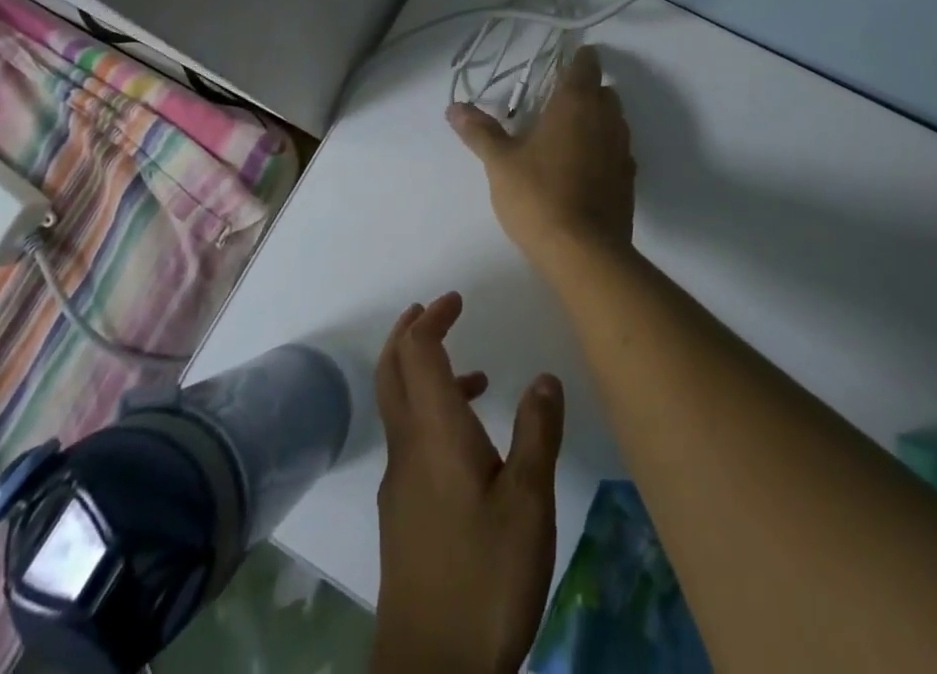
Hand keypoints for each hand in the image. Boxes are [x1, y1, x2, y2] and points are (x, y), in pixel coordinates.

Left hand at [373, 292, 564, 673]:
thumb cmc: (484, 578)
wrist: (431, 673)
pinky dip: (431, 415)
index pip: (417, 352)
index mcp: (434, 433)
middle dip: (410, 333)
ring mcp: (400, 484)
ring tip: (475, 376)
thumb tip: (544, 377)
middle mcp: (408, 448)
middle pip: (392, 371)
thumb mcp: (528, 504)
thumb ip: (537, 433)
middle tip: (437, 311)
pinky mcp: (403, 516)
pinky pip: (410, 440)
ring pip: (399, 407)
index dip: (432, 318)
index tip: (455, 299)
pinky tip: (471, 446)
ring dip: (424, 374)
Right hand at [447, 44, 635, 271]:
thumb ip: (480, 131)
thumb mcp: (500, 162)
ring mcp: (622, 150)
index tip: (563, 63)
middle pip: (604, 92)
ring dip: (597, 120)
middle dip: (586, 91)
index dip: (578, 59)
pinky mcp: (629, 180)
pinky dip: (604, 151)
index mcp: (576, 103)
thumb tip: (454, 107)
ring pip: (614, 121)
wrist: (584, 252)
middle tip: (556, 103)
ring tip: (568, 136)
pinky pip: (618, 152)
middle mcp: (606, 119)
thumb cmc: (538, 195)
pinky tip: (584, 168)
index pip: (586, 65)